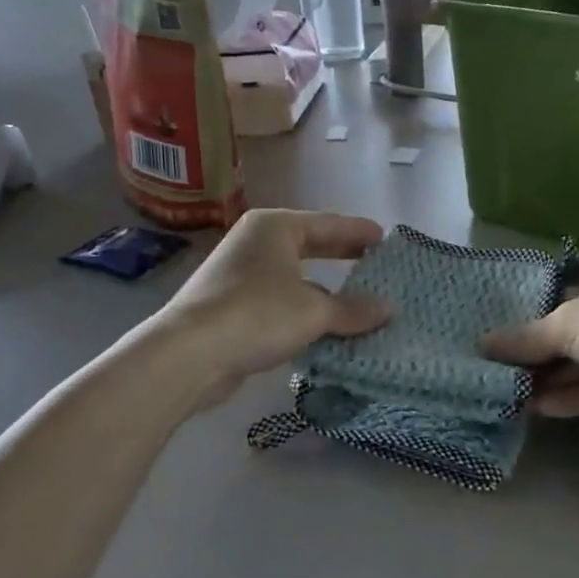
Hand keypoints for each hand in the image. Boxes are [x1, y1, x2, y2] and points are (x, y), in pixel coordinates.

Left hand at [154, 209, 390, 409]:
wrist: (189, 354)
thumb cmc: (257, 314)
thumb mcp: (314, 311)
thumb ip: (354, 309)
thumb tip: (389, 309)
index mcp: (275, 227)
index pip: (328, 223)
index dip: (358, 231)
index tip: (385, 239)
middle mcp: (255, 243)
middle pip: (309, 245)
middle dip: (341, 255)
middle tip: (374, 262)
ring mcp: (240, 275)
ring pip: (294, 276)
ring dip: (324, 290)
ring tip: (357, 300)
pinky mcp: (231, 307)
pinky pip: (280, 302)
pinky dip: (303, 311)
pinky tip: (323, 327)